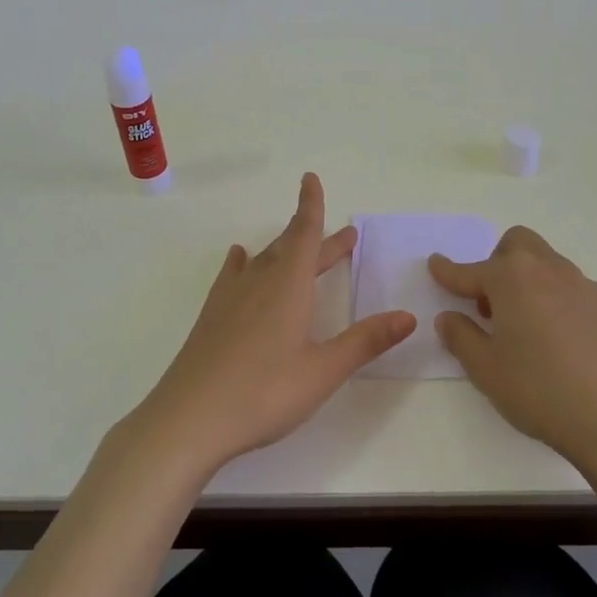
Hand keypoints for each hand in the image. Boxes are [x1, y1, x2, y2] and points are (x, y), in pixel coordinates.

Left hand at [136, 173, 416, 472]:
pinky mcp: (212, 317)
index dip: (311, 206)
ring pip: (264, 261)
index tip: (311, 178)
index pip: (304, 234)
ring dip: (287, 250)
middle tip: (346, 236)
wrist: (188, 418)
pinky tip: (240, 259)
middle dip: (317, 238)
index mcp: (288, 287)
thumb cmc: (263, 393)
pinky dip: (244, 263)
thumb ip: (365, 341)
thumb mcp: (323, 370)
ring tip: (300, 245)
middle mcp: (258, 282)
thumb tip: (408, 315)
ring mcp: (230, 298)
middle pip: (291, 248)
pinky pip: (234, 275)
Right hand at [429, 226, 596, 472]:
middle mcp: (551, 271)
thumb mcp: (484, 369)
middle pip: (519, 244)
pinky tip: (565, 345)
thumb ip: (460, 336)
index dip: (449, 270)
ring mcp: (587, 288)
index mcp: (513, 279)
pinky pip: (579, 296)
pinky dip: (563, 307)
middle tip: (491, 302)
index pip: (471, 270)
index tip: (435, 265)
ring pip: (552, 267)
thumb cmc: (538, 390)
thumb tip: (450, 318)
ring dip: (532, 283)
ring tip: (529, 326)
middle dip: (498, 262)